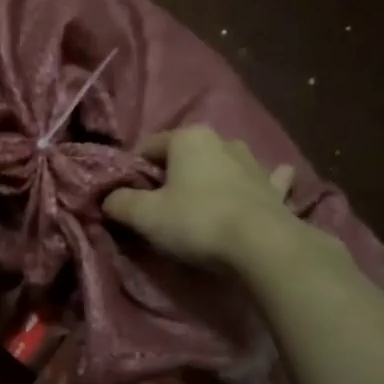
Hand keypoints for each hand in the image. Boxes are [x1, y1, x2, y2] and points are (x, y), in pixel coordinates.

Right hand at [103, 125, 339, 275]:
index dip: (132, 170)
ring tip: (203, 199)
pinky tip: (266, 184)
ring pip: (225, 162)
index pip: (146, 147)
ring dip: (214, 173)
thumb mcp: (144, 215)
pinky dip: (262, 182)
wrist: (262, 246)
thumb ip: (120, 202)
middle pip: (185, 155)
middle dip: (172, 173)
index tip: (125, 196)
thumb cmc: (196, 221)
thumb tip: (108, 198)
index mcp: (187, 138)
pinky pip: (267, 179)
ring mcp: (254, 163)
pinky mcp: (275, 189)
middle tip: (160, 204)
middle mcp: (222, 141)